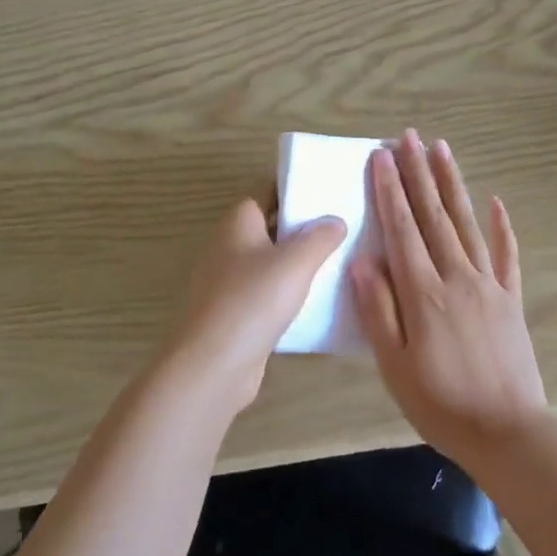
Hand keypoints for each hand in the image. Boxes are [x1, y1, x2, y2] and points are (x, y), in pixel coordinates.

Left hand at [159, 199, 346, 415]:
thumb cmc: (253, 301)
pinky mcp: (233, 312)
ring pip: (270, 261)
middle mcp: (228, 245)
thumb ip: (320, 237)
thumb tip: (335, 220)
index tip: (330, 194)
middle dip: (303, 227)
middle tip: (343, 228)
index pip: (268, 190)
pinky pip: (266, 292)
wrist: (213, 365)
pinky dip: (288, 292)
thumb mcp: (295, 262)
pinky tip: (317, 300)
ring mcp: (228, 281)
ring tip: (338, 262)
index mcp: (238, 222)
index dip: (297, 190)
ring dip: (298, 263)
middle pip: (271, 225)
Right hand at [351, 131, 549, 467]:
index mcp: (424, 292)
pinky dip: (502, 226)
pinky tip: (496, 201)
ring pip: (468, 223)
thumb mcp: (394, 366)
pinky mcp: (512, 299)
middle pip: (434, 215)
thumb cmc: (440, 404)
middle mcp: (458, 276)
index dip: (390, 190)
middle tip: (408, 137)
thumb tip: (364, 260)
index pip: (403, 228)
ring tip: (442, 149)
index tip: (380, 156)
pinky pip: (507, 254)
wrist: (508, 433)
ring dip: (453, 184)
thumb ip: (379, 310)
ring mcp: (489, 285)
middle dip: (418, 172)